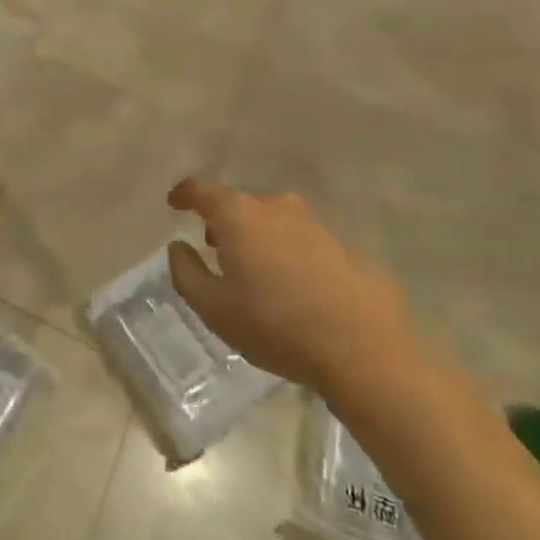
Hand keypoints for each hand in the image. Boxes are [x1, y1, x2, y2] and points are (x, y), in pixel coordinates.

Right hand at [167, 177, 414, 396]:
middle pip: (240, 204)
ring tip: (255, 270)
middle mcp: (276, 208)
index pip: (202, 190)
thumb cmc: (275, 325)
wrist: (364, 350)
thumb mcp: (213, 308)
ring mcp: (315, 224)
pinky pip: (302, 241)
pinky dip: (289, 253)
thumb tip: (179, 246)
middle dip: (223, 221)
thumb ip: (186, 272)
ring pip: (274, 220)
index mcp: (239, 215)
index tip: (174, 203)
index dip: (184, 194)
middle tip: (214, 248)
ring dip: (258, 237)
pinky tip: (293, 286)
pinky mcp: (344, 246)